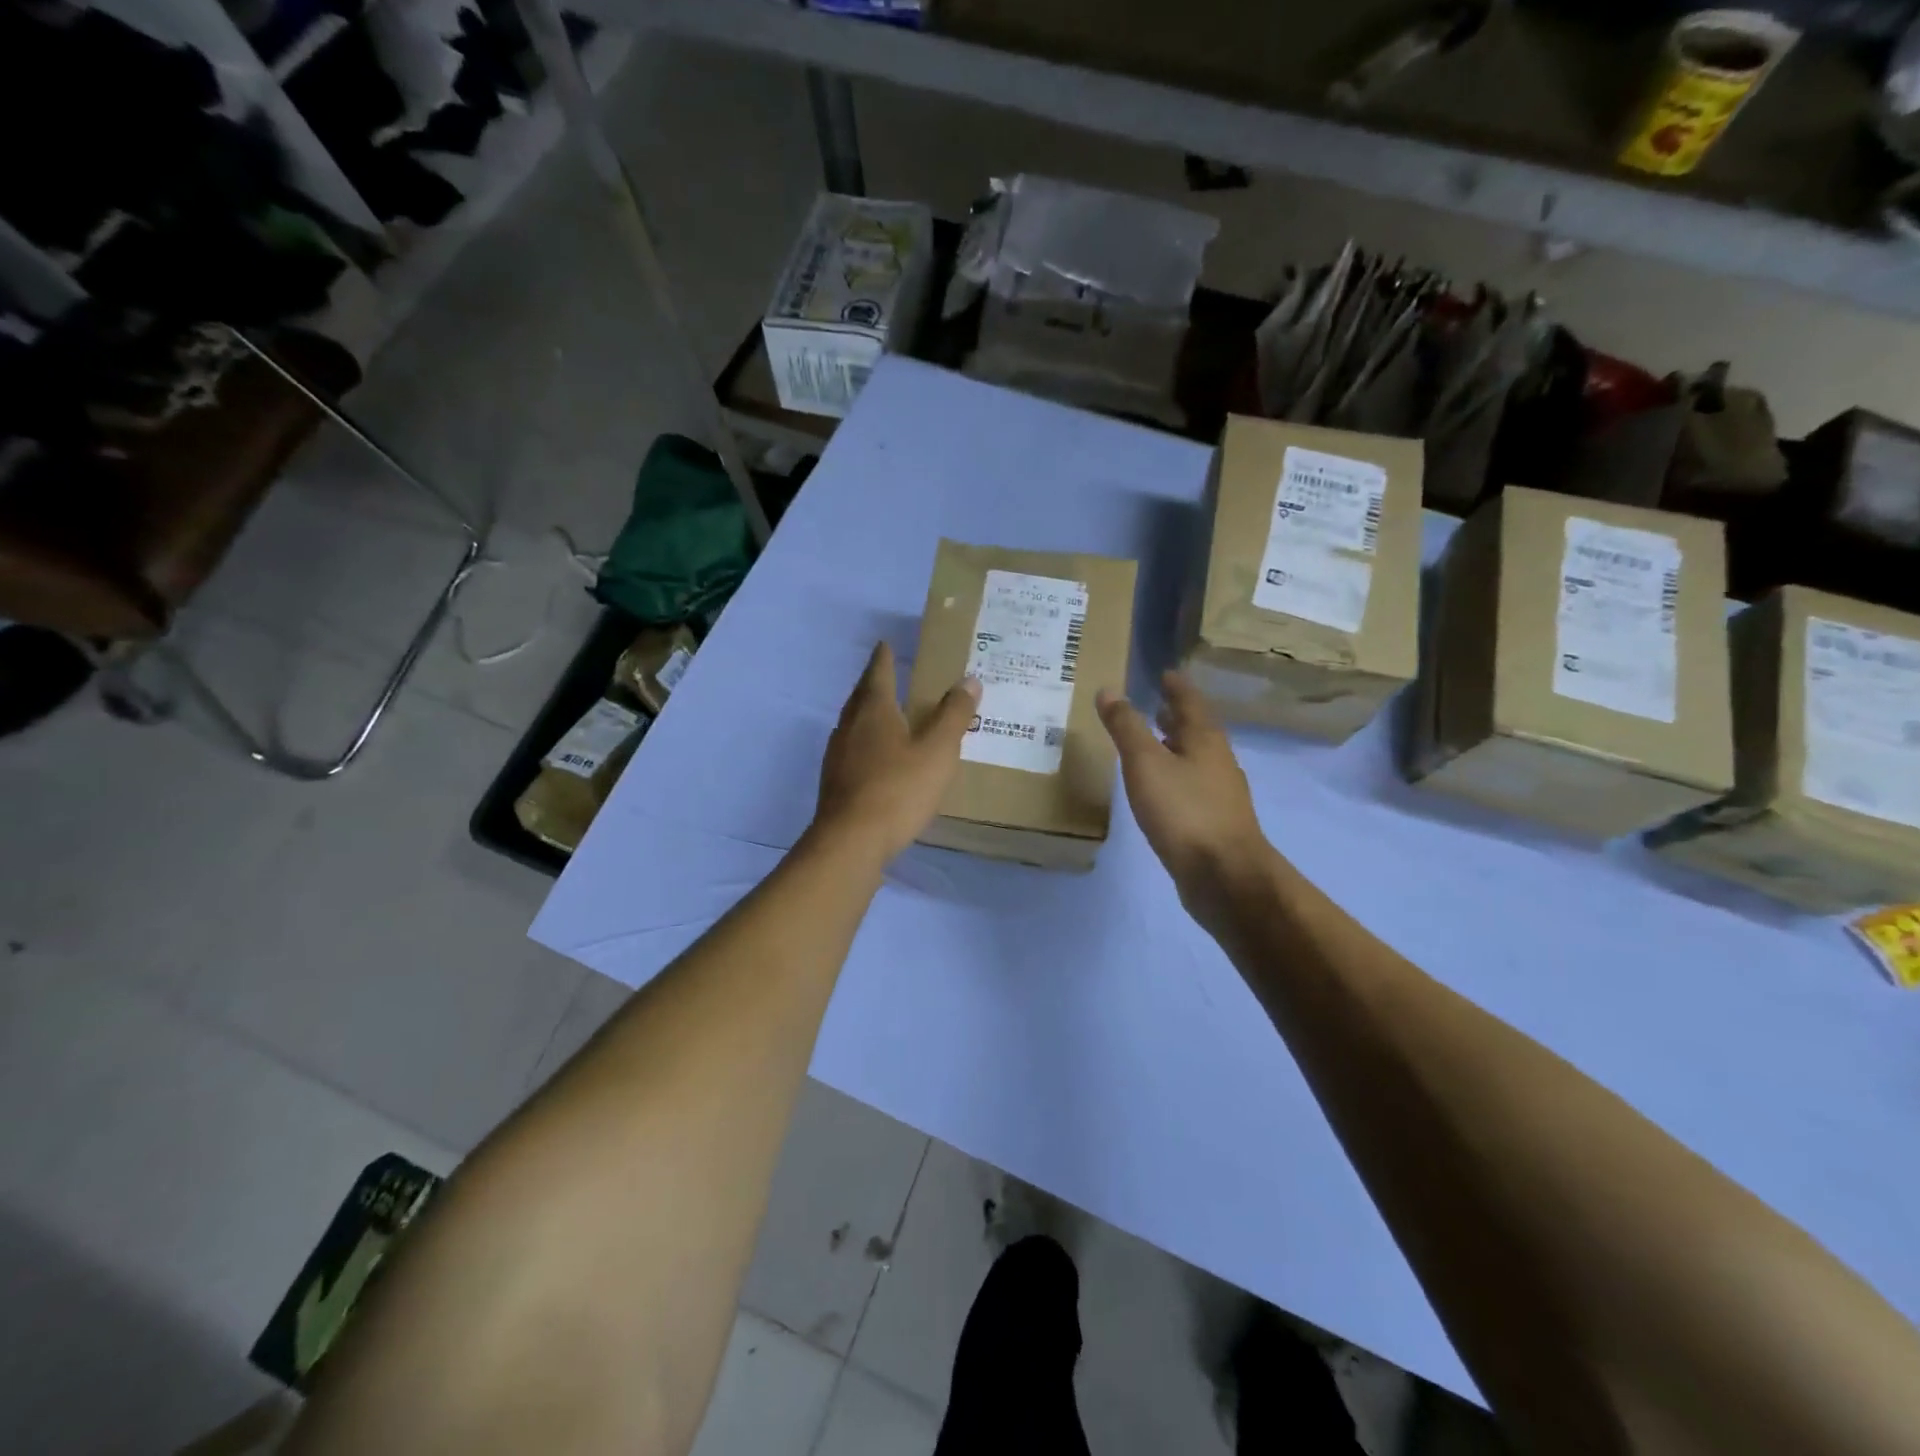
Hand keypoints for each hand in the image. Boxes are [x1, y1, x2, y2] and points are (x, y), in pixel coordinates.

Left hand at [814, 642, 980, 862]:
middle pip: (861, 696)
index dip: (884, 657)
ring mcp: (837, 755)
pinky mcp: (835, 782)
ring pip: (853, 723)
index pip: (878, 673)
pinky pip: (852, 749)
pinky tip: (876, 757)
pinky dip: (865, 742)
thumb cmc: (898, 789)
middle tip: (887, 673)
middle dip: (873, 683)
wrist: (852, 841)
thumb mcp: (937, 750)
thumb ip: (954, 714)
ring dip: (868, 713)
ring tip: (885, 713)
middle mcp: (850, 726)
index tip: (886, 643)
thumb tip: (969, 679)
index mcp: (873, 711)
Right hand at [1097, 671, 1274, 913]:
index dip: (1176, 687)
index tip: (1165, 673)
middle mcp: (1218, 761)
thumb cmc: (1184, 811)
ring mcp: (1220, 794)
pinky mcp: (1214, 823)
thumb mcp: (1145, 763)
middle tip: (1156, 705)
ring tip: (1154, 745)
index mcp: (1205, 740)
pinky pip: (1193, 787)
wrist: (1223, 875)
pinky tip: (1161, 790)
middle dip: (1176, 717)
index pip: (1191, 702)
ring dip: (1177, 748)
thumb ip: (1126, 727)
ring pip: (1196, 760)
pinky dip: (1176, 777)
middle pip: (1197, 730)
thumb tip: (1109, 690)